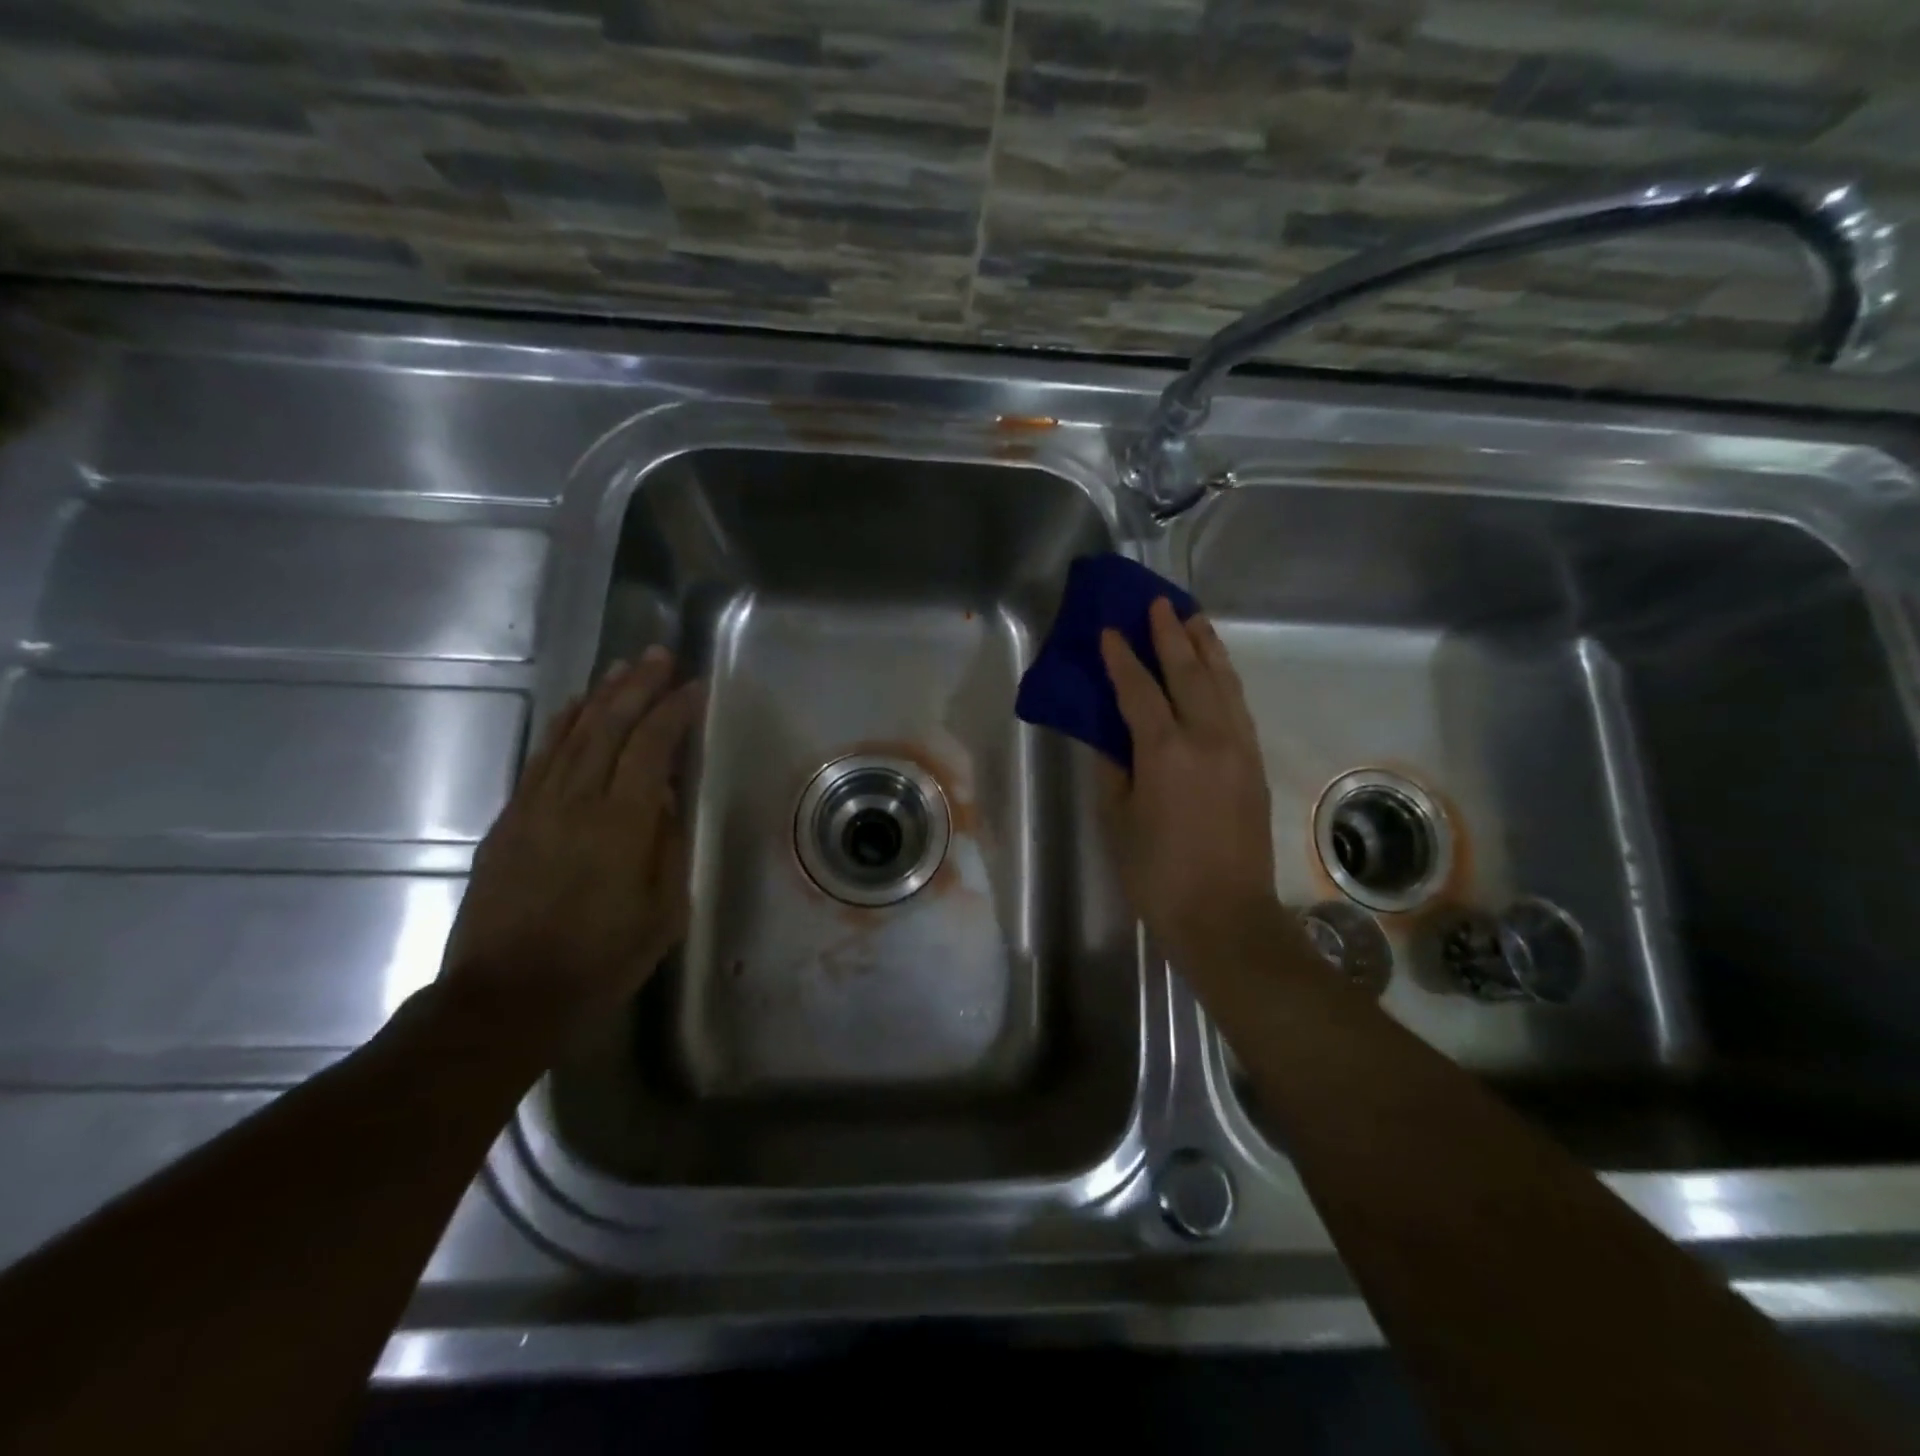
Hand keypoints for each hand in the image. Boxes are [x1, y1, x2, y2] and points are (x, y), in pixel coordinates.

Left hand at [439, 647, 703, 1037]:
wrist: (506, 998)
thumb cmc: (600, 962)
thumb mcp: (663, 913)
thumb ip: (667, 845)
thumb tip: (662, 795)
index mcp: (621, 825)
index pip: (652, 747)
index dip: (675, 711)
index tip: (695, 686)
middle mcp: (575, 802)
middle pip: (609, 726)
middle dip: (637, 685)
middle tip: (659, 655)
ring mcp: (535, 808)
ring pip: (571, 735)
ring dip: (600, 696)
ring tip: (623, 668)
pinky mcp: (509, 821)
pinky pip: (540, 759)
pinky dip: (562, 726)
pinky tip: (575, 709)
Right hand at [1099, 599, 1286, 978]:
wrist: (1225, 917)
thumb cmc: (1157, 873)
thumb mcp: (1118, 820)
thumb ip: (1112, 767)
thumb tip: (1107, 733)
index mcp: (1166, 752)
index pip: (1139, 691)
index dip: (1120, 659)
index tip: (1107, 631)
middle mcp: (1208, 738)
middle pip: (1188, 672)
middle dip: (1171, 634)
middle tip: (1158, 603)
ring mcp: (1239, 748)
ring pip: (1223, 683)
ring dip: (1206, 648)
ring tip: (1194, 619)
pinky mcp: (1255, 764)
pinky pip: (1239, 706)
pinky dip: (1225, 679)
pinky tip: (1217, 671)